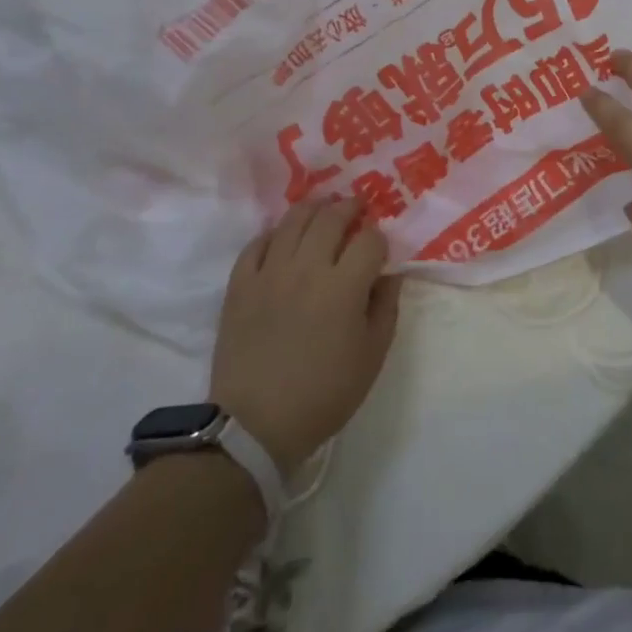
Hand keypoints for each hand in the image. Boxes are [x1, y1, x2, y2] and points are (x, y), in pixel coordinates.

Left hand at [208, 199, 401, 478]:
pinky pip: (257, 243)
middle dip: (350, 208)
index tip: (380, 248)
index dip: (380, 238)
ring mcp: (270, 272)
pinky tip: (283, 238)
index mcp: (344, 287)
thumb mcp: (372, 356)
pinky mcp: (240, 284)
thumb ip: (386, 307)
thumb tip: (391, 275)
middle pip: (331, 218)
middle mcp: (307, 268)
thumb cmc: (324, 394)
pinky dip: (274, 233)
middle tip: (357, 207)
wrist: (255, 424)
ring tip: (323, 210)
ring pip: (293, 220)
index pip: (369, 240)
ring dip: (314, 209)